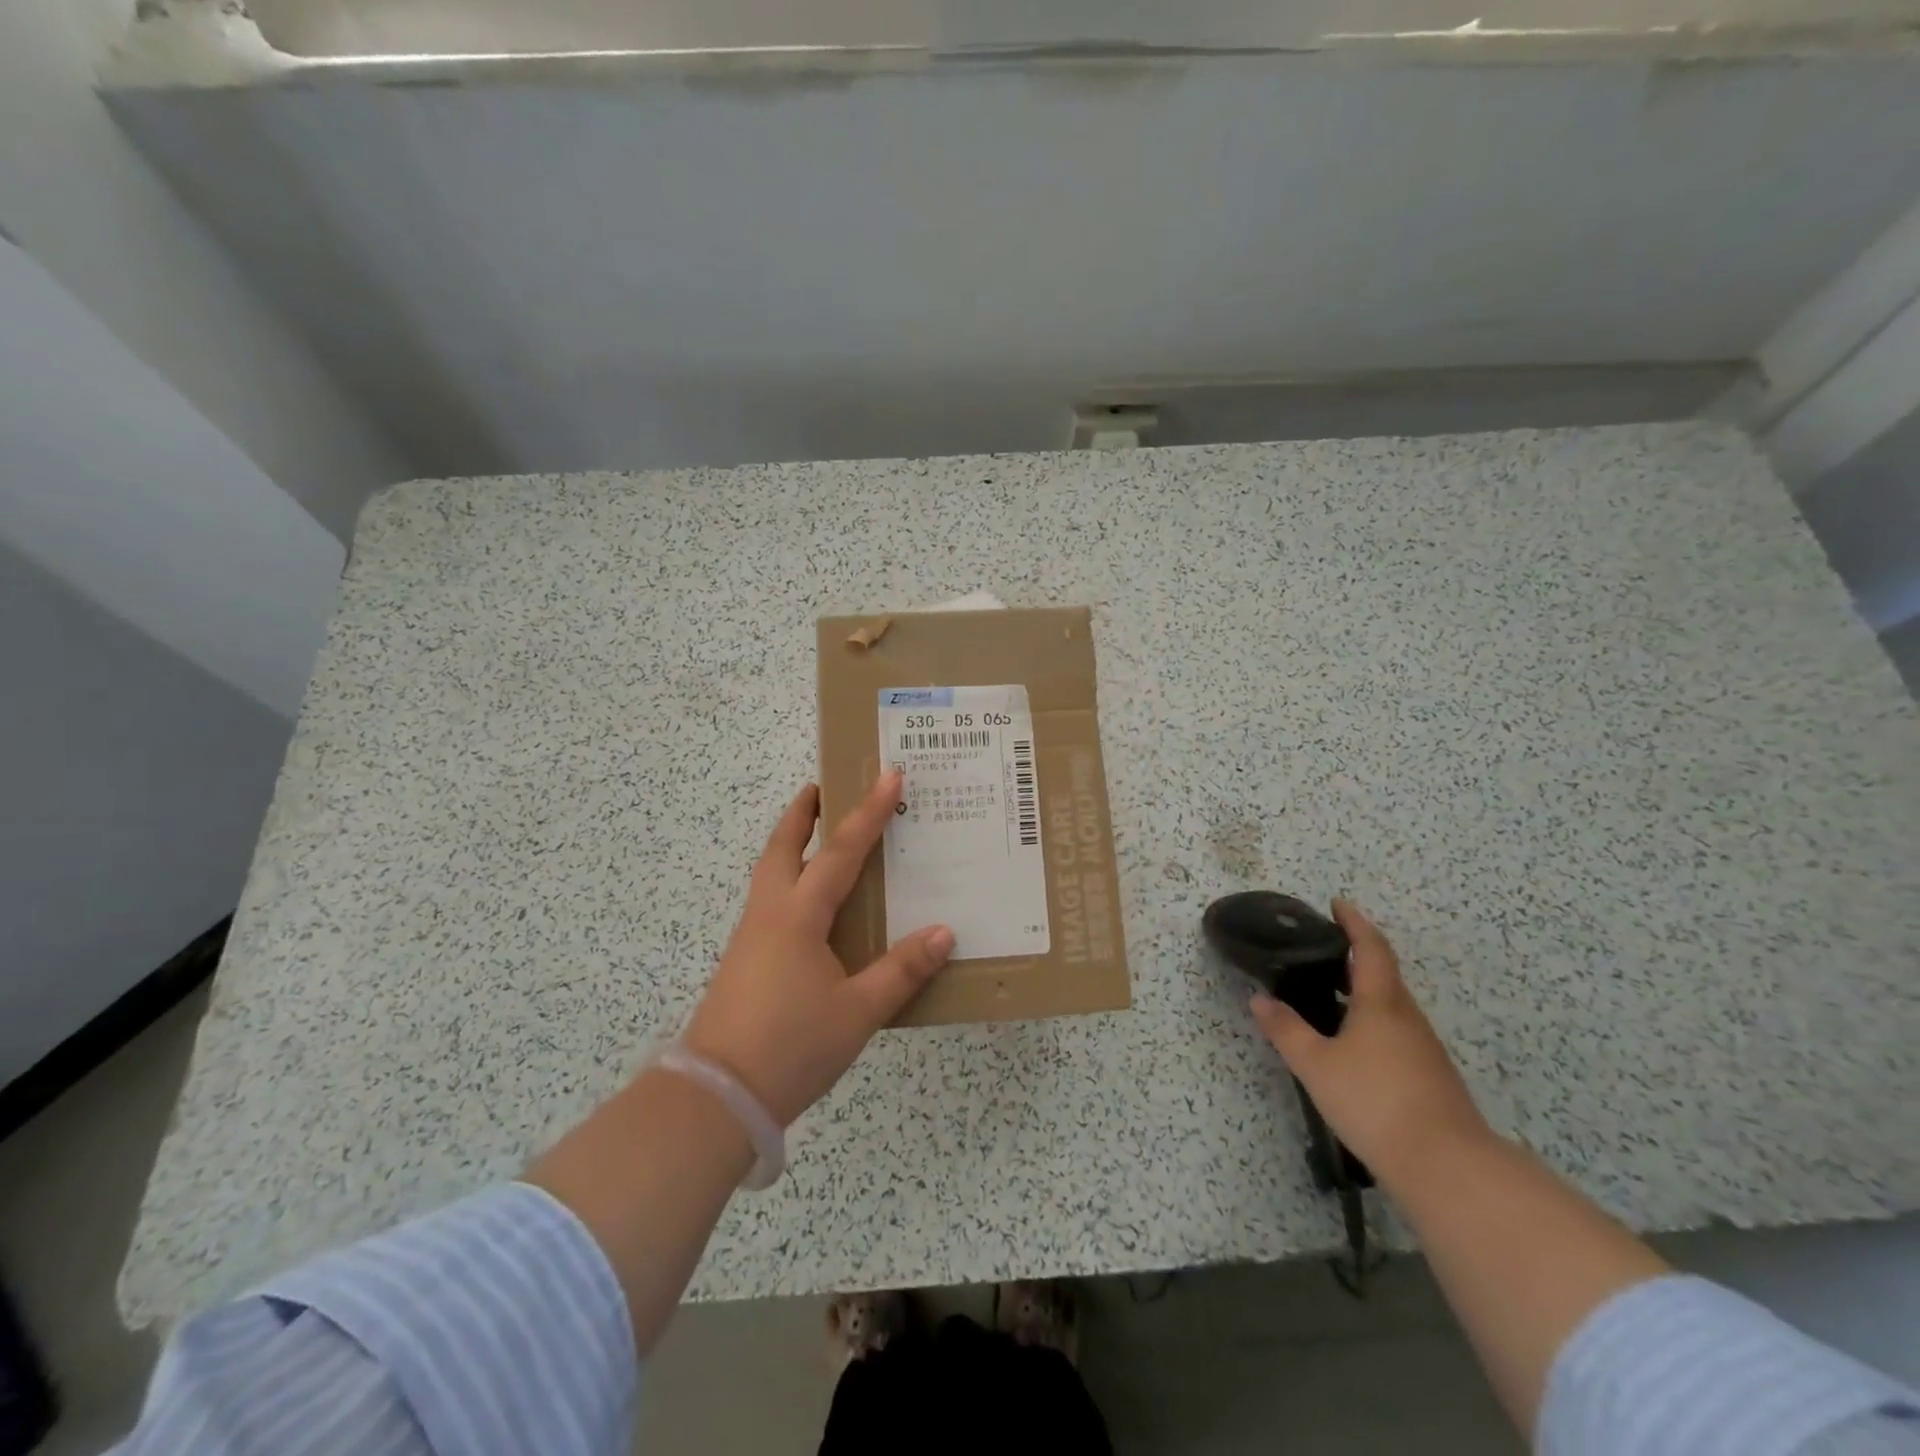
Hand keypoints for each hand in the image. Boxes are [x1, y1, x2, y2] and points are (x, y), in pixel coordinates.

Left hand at [681, 770, 953, 1125]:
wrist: (717, 1097)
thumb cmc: (791, 1046)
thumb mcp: (857, 1011)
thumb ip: (901, 970)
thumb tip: (943, 932)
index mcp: (799, 916)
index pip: (841, 851)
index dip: (868, 812)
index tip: (889, 776)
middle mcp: (771, 913)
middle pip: (784, 846)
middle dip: (803, 812)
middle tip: (825, 787)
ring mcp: (752, 936)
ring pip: (772, 872)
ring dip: (793, 843)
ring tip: (820, 834)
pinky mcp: (745, 959)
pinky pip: (771, 901)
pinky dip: (791, 879)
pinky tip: (811, 904)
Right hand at [1249, 899, 1491, 1189]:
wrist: (1446, 1166)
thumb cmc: (1374, 1100)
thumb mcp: (1315, 1064)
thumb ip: (1286, 1029)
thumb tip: (1259, 1000)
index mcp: (1381, 1002)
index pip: (1370, 948)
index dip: (1354, 923)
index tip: (1338, 904)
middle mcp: (1407, 1017)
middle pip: (1384, 975)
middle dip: (1356, 957)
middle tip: (1323, 951)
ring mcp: (1424, 1049)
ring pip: (1391, 1006)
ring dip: (1364, 991)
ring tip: (1330, 995)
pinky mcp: (1430, 1076)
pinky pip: (1396, 1033)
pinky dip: (1372, 1021)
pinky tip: (1353, 1045)